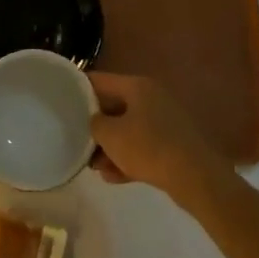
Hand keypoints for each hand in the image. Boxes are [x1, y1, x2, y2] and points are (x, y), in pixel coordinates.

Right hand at [89, 72, 230, 204]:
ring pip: (128, 130)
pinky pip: (143, 147)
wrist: (196, 177)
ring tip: (94, 167)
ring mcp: (165, 121)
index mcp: (137, 86)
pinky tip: (113, 178)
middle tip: (77, 141)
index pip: (100, 80)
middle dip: (96, 127)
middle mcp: (152, 98)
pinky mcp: (173, 144)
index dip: (79, 88)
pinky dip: (128, 159)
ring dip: (111, 147)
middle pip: (115, 107)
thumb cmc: (148, 147)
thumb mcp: (111, 135)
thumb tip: (95, 121)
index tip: (62, 99)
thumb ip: (95, 124)